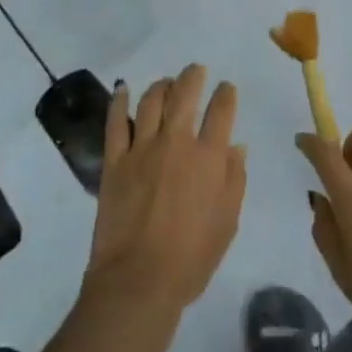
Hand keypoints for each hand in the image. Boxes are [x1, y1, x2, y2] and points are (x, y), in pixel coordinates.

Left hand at [84, 64, 245, 320]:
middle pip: (185, 94)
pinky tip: (122, 90)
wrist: (139, 280)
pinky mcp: (115, 160)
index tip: (226, 88)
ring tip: (166, 83)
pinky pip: (116, 122)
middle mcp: (176, 142)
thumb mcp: (227, 222)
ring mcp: (142, 148)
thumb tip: (236, 147)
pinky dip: (119, 102)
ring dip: (161, 85)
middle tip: (196, 71)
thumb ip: (234, 180)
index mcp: (209, 157)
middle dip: (193, 76)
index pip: (221, 110)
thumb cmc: (192, 258)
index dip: (226, 94)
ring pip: (151, 100)